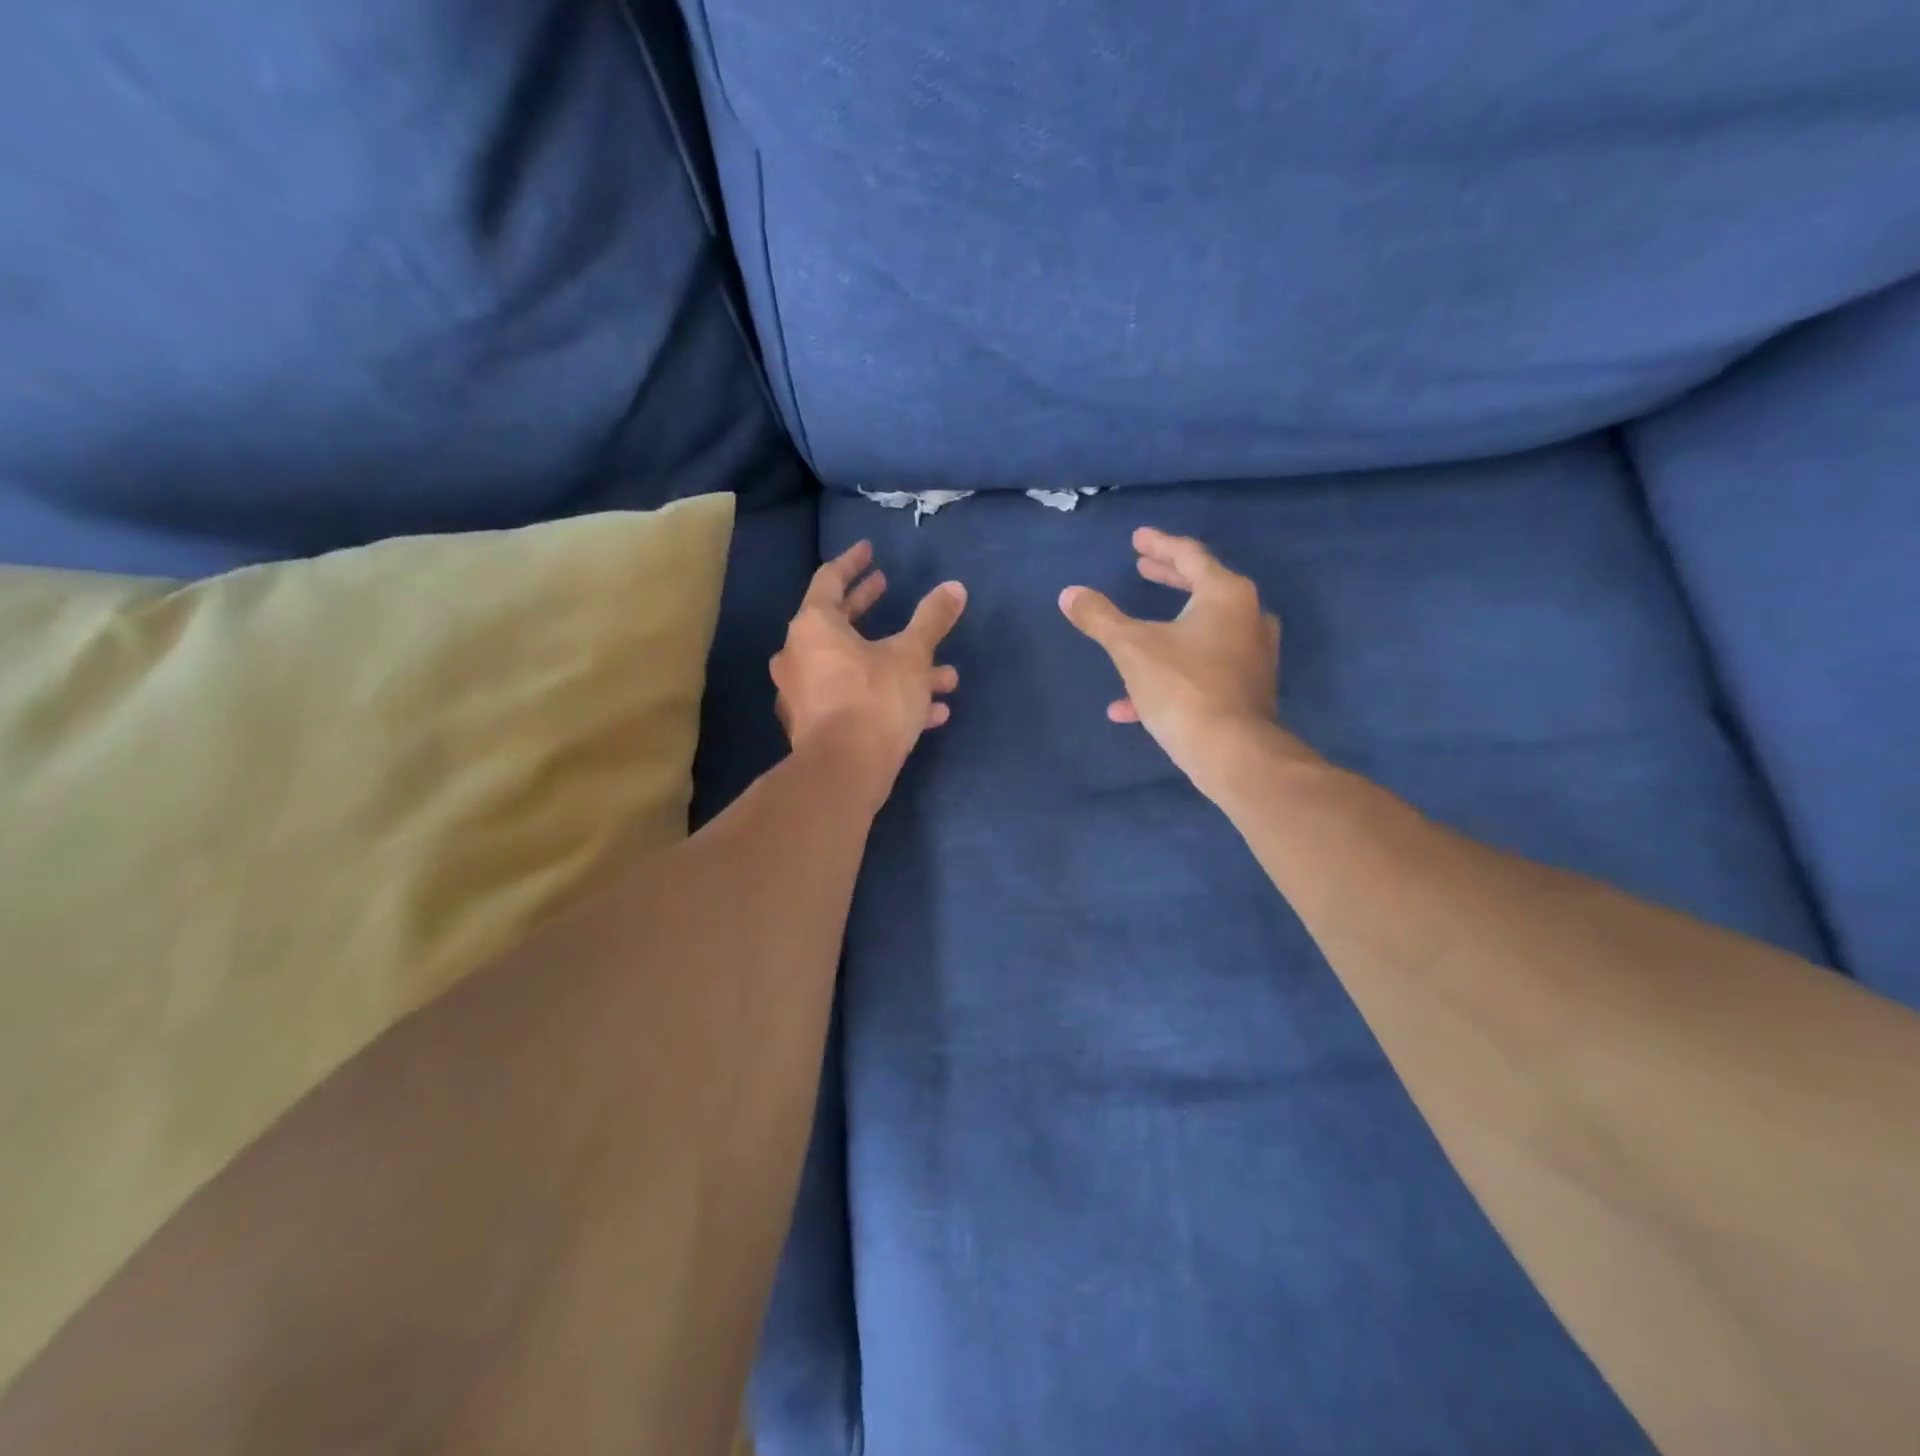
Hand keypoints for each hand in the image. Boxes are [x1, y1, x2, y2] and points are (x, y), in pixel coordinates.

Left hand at [772, 540, 965, 800]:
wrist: (844, 772)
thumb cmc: (875, 700)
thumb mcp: (912, 656)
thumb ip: (932, 620)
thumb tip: (955, 587)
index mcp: (814, 626)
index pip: (829, 580)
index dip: (852, 564)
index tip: (869, 552)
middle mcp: (800, 655)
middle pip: (837, 622)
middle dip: (868, 607)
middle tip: (887, 588)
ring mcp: (804, 693)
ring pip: (855, 667)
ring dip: (895, 664)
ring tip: (941, 671)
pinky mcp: (815, 726)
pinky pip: (855, 700)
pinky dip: (887, 697)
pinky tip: (932, 711)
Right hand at [1060, 528, 1308, 793]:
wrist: (1232, 752)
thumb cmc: (1182, 688)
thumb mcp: (1131, 648)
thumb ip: (1100, 617)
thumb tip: (1070, 594)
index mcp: (1226, 594)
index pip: (1190, 555)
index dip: (1159, 544)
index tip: (1137, 539)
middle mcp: (1248, 617)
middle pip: (1202, 588)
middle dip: (1167, 578)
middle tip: (1142, 568)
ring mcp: (1253, 655)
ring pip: (1202, 632)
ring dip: (1166, 630)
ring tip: (1134, 631)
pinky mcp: (1249, 689)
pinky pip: (1203, 670)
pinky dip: (1171, 673)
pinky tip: (1130, 704)